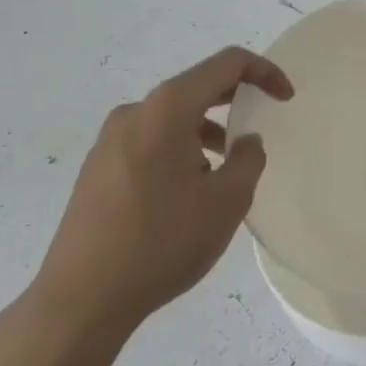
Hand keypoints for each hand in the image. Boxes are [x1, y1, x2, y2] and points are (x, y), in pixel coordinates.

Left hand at [28, 46, 292, 344]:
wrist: (79, 302)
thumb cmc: (162, 242)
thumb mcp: (227, 201)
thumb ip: (249, 159)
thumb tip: (245, 142)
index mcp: (168, 107)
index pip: (227, 64)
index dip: (264, 72)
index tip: (286, 98)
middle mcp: (136, 112)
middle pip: (196, 87)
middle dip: (234, 101)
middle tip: (259, 123)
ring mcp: (109, 140)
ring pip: (172, 119)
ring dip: (204, 132)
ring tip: (222, 174)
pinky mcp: (96, 169)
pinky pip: (149, 142)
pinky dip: (178, 150)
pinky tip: (185, 194)